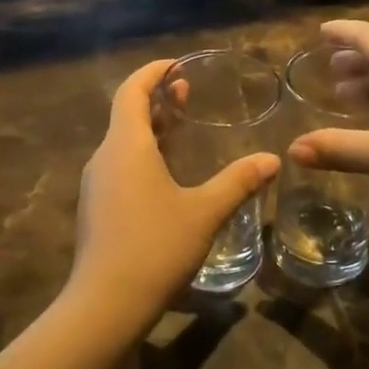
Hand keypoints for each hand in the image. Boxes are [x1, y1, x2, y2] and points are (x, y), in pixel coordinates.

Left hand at [62, 59, 279, 343]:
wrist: (105, 304)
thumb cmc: (156, 247)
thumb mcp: (204, 212)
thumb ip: (238, 182)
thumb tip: (272, 159)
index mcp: (126, 146)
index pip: (132, 91)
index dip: (153, 72)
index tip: (177, 64)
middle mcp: (104, 157)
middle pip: (127, 114)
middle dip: (157, 100)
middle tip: (188, 93)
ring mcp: (95, 185)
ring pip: (122, 143)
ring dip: (150, 130)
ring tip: (181, 130)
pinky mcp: (95, 209)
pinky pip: (119, 167)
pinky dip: (142, 156)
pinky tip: (166, 177)